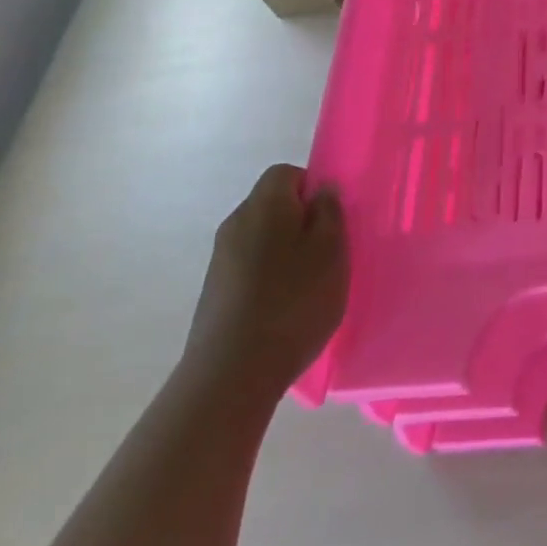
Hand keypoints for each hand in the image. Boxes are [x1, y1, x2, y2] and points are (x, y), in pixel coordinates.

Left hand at [183, 165, 348, 402]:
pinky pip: (250, 269)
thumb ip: (330, 212)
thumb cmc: (293, 300)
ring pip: (261, 239)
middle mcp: (236, 223)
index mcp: (265, 204)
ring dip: (285, 253)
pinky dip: (269, 279)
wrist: (232, 372)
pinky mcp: (214, 293)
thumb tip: (321, 190)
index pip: (286, 173)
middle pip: (272, 206)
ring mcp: (220, 260)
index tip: (332, 219)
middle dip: (301, 222)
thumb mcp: (331, 250)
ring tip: (309, 287)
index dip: (312, 188)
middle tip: (328, 253)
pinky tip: (285, 310)